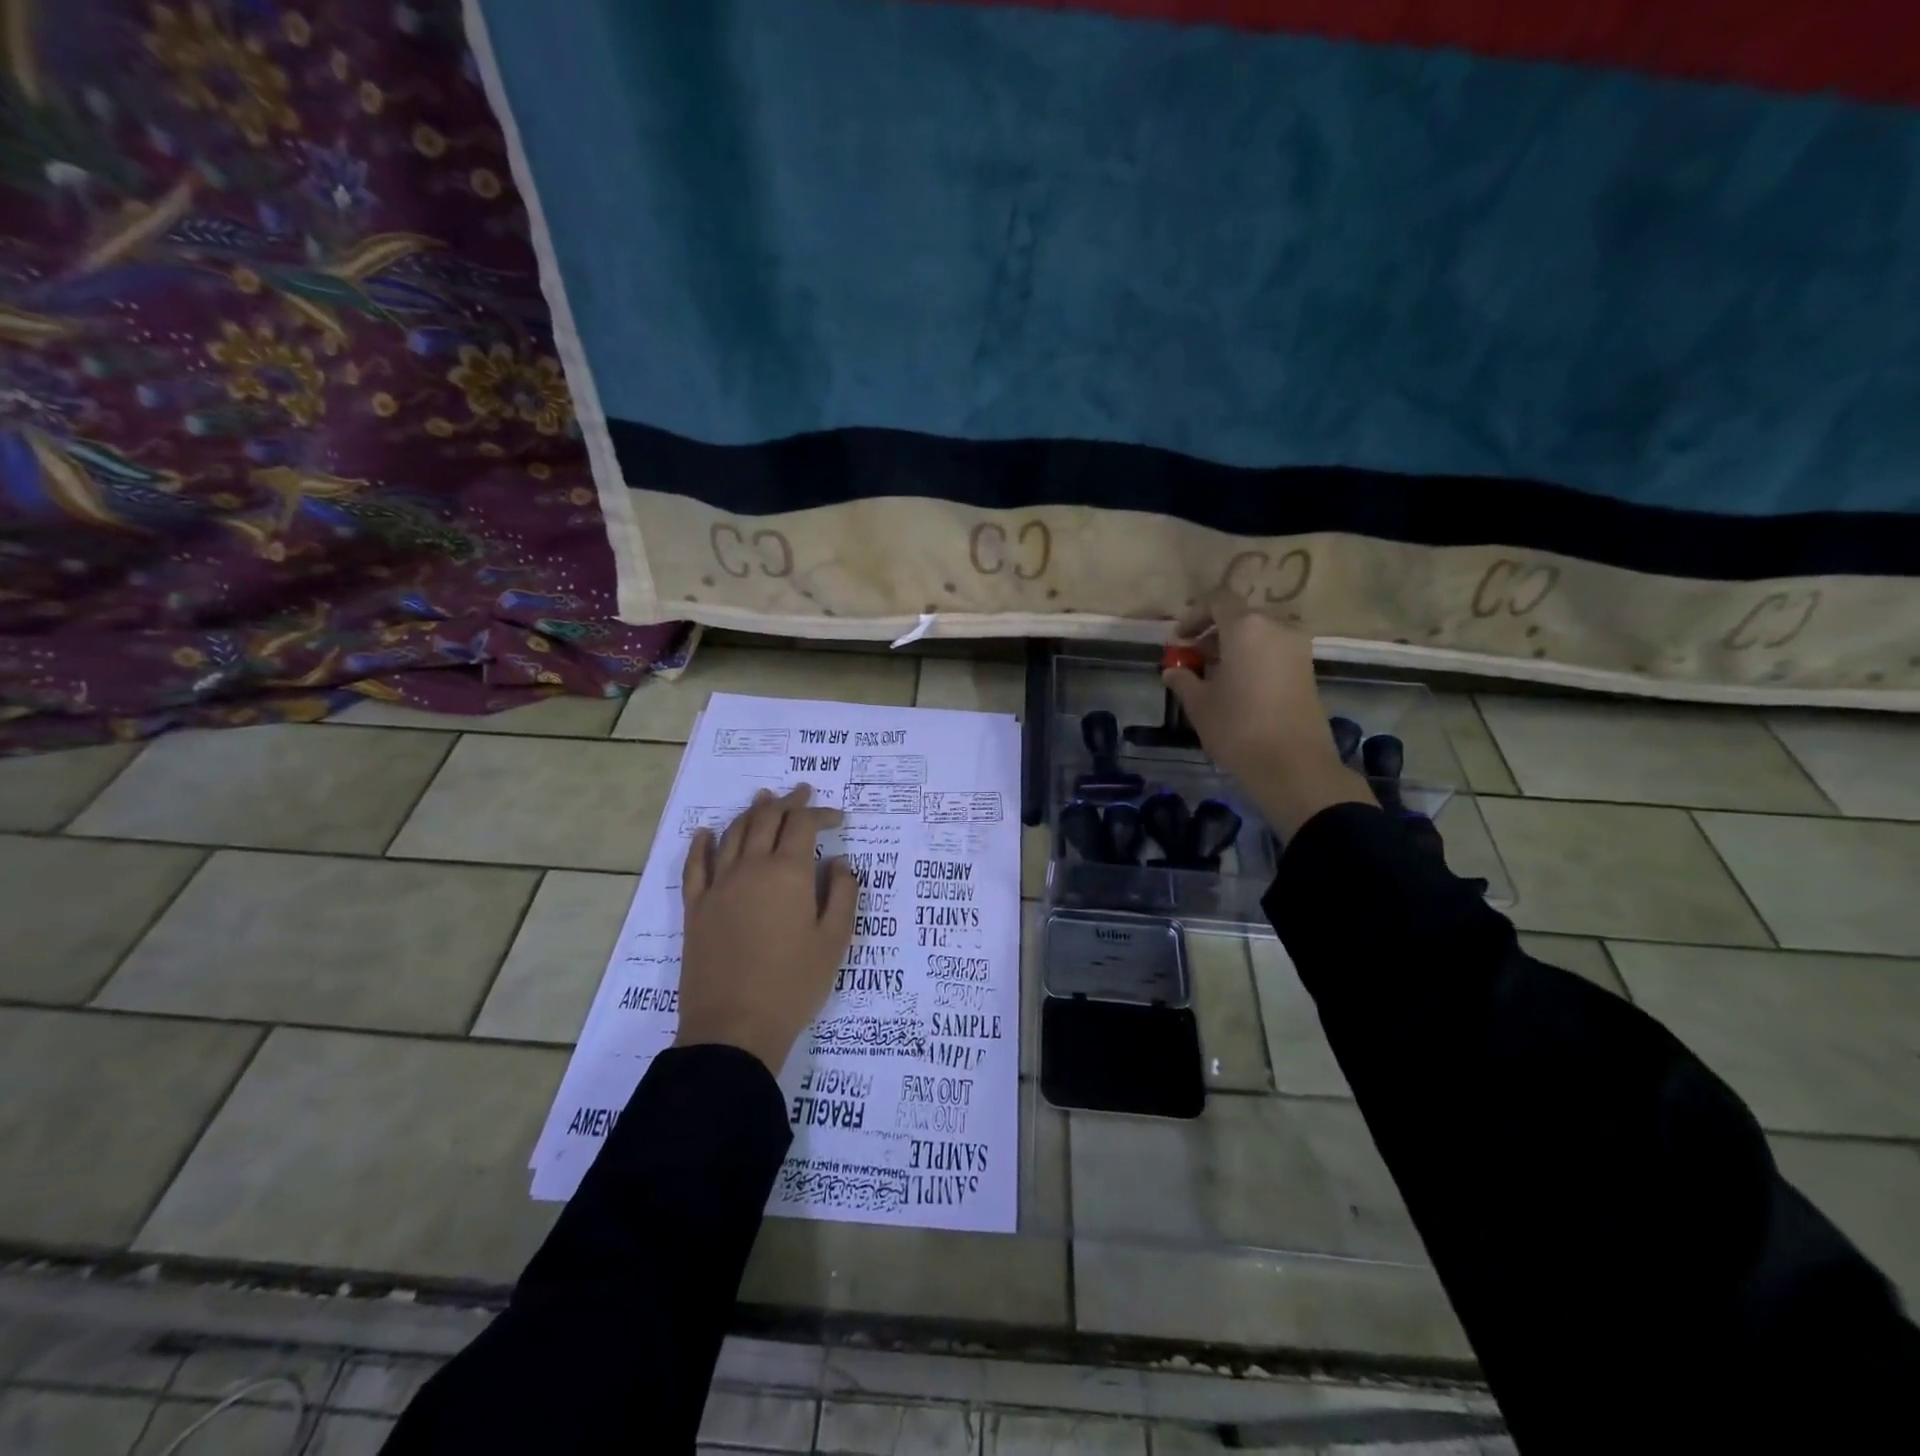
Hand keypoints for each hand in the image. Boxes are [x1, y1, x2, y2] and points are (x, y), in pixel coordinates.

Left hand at [675, 784, 856, 1074]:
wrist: (734, 1026)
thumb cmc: (793, 984)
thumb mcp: (834, 941)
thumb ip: (843, 894)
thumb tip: (840, 863)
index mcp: (788, 873)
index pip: (803, 826)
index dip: (821, 814)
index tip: (838, 818)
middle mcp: (751, 868)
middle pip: (767, 820)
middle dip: (788, 803)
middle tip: (801, 792)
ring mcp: (718, 886)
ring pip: (733, 834)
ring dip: (750, 813)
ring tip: (763, 800)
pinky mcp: (696, 908)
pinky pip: (695, 865)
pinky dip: (702, 844)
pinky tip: (706, 834)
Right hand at [1162, 591, 1374, 837]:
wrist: (1293, 765)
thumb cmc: (1238, 728)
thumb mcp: (1199, 704)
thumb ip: (1183, 680)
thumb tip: (1172, 670)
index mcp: (1246, 628)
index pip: (1217, 601)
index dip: (1194, 615)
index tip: (1179, 640)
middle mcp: (1276, 628)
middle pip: (1240, 617)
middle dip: (1213, 633)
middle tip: (1192, 658)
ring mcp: (1297, 649)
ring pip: (1258, 635)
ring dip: (1234, 647)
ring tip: (1213, 676)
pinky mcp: (1308, 670)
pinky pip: (1273, 651)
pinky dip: (1253, 659)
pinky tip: (1237, 687)